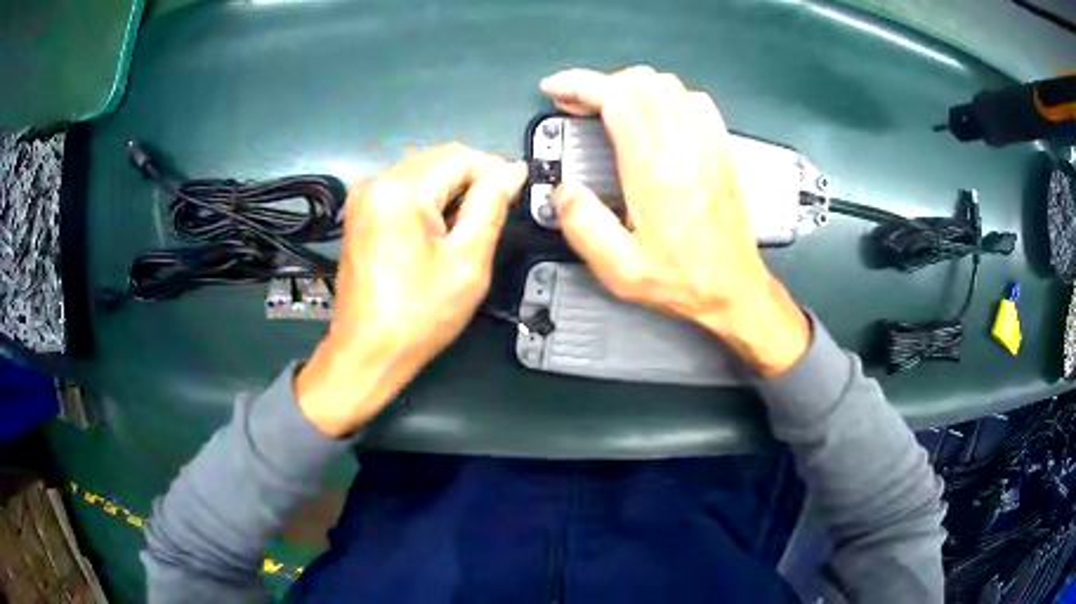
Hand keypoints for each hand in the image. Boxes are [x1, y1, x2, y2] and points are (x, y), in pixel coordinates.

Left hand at [296, 144, 526, 436]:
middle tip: (494, 216)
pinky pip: (404, 187)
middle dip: (472, 179)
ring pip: (422, 171)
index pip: (461, 156)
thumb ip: (491, 206)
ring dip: (451, 189)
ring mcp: (363, 196)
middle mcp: (376, 181)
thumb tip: (513, 171)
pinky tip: (438, 229)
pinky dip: (428, 198)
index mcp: (400, 189)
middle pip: (439, 158)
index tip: (515, 197)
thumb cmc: (419, 315)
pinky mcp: (360, 212)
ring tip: (467, 226)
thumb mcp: (467, 261)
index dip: (495, 170)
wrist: (366, 353)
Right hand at [540, 66, 809, 376]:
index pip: (617, 98)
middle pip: (640, 82)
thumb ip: (583, 225)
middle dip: (600, 84)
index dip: (580, 85)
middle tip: (578, 106)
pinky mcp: (722, 148)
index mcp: (655, 170)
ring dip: (630, 88)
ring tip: (610, 108)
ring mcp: (709, 143)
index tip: (556, 90)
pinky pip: (694, 100)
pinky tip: (654, 116)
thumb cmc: (681, 281)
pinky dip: (666, 96)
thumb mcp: (621, 269)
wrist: (734, 289)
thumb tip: (565, 190)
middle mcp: (685, 146)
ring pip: (667, 85)